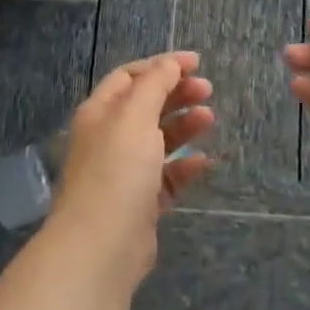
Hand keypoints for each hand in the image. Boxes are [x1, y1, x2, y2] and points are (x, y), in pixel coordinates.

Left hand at [48, 51, 214, 285]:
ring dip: (183, 126)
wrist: (101, 246)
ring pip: (158, 140)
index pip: (129, 77)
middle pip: (145, 106)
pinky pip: (166, 177)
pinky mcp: (140, 204)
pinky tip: (203, 161)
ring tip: (209, 119)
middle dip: (176, 93)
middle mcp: (108, 139)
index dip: (162, 65)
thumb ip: (155, 84)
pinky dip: (184, 166)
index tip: (196, 63)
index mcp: (100, 113)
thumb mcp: (135, 115)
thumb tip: (171, 63)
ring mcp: (124, 173)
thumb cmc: (116, 169)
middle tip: (207, 90)